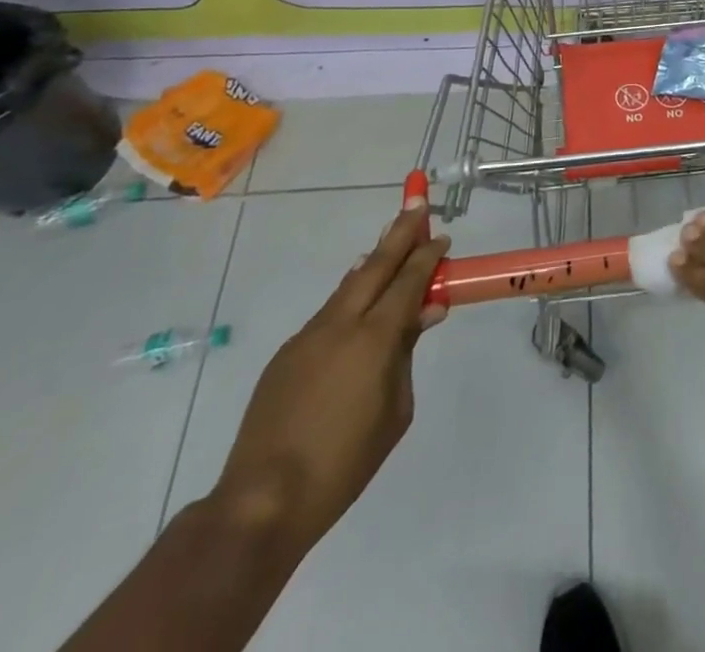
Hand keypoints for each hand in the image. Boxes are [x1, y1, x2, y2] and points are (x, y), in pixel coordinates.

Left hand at [210, 196, 449, 553]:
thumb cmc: (345, 462)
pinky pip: (329, 312)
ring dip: (373, 261)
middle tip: (416, 204)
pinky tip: (358, 301)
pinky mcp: (287, 354)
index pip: (408, 281)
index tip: (442, 236)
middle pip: (375, 266)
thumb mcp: (396, 410)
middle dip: (399, 234)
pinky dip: (350, 295)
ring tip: (390, 242)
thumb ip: (407, 354)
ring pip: (349, 285)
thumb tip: (422, 314)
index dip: (427, 256)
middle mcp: (340, 325)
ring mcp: (308, 336)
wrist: (263, 500)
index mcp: (374, 339)